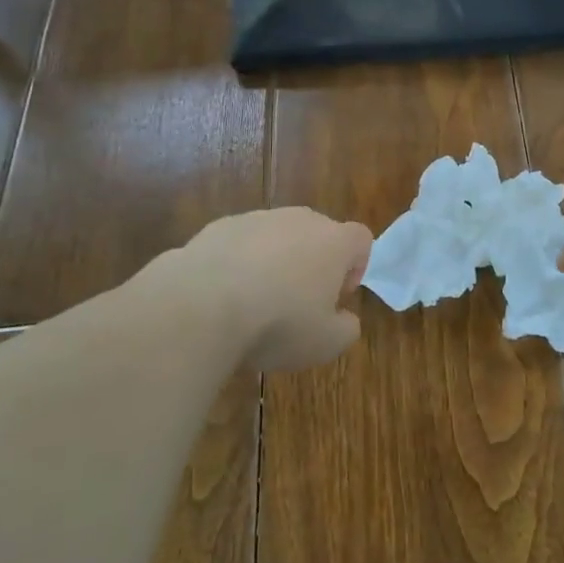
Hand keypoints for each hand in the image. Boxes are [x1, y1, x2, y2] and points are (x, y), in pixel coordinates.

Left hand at [171, 208, 373, 370]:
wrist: (202, 305)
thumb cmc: (278, 323)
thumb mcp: (326, 343)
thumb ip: (346, 329)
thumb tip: (344, 319)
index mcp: (334, 241)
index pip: (360, 239)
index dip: (355, 267)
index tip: (336, 298)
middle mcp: (299, 220)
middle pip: (318, 234)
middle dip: (313, 264)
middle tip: (298, 303)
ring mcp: (257, 218)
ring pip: (276, 237)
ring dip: (274, 262)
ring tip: (255, 302)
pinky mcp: (218, 226)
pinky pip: (239, 243)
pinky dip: (238, 263)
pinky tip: (223, 296)